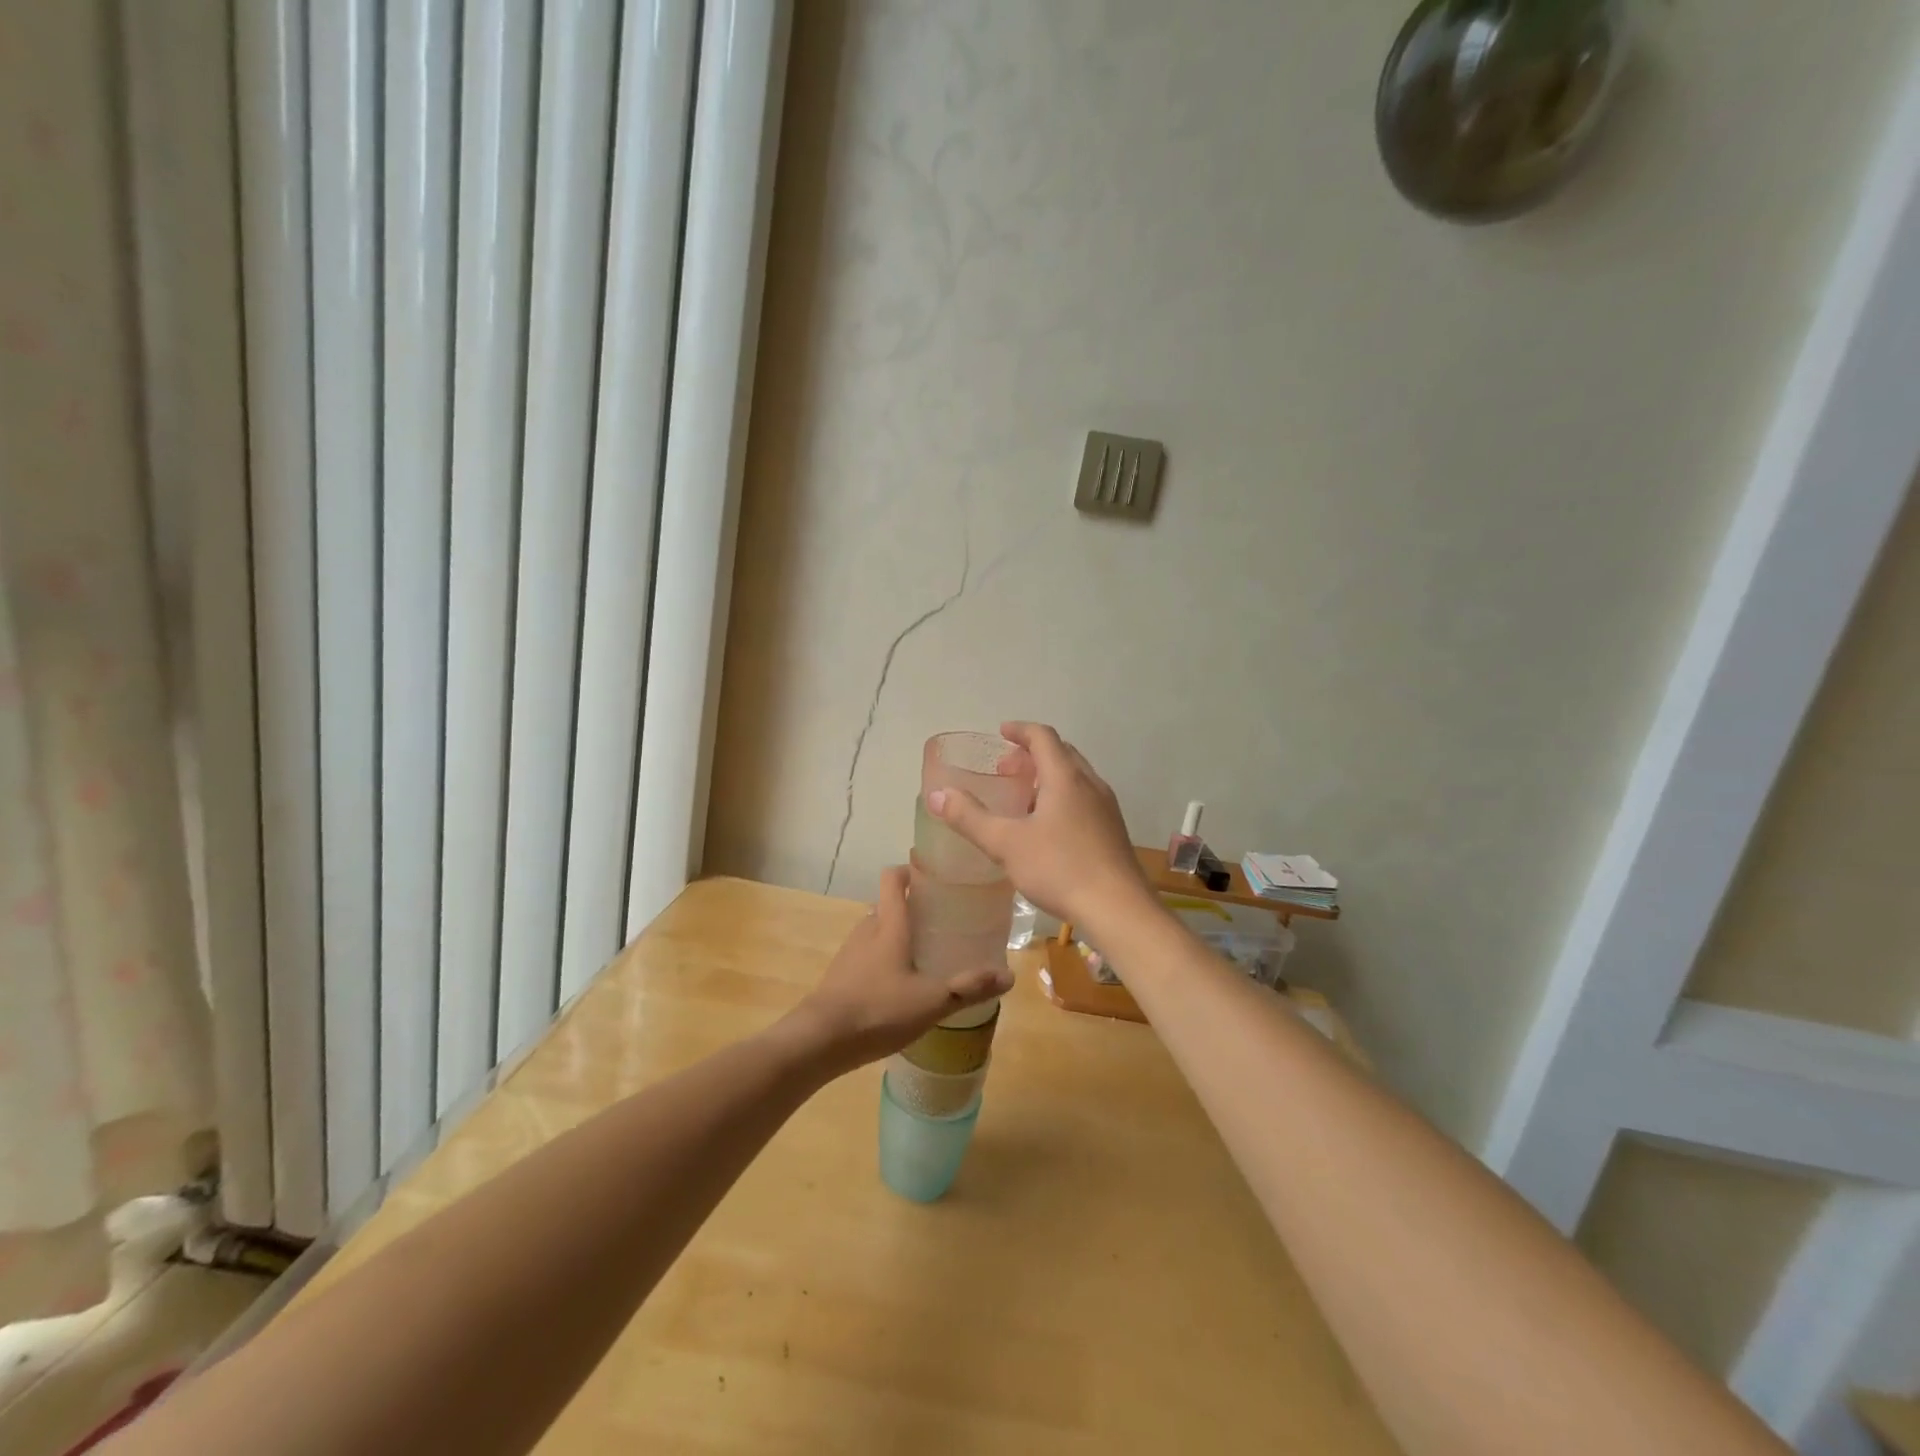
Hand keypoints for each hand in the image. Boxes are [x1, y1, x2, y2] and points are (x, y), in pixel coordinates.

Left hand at [786, 865, 1011, 1074]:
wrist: (819, 1040)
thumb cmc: (877, 1010)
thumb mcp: (931, 1001)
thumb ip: (969, 988)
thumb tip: (1009, 975)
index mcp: (889, 924)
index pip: (893, 878)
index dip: (912, 870)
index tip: (936, 878)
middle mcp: (867, 929)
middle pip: (889, 904)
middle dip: (914, 907)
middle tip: (944, 921)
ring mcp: (850, 952)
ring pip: (878, 930)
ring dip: (899, 934)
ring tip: (927, 953)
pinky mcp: (841, 974)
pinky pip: (868, 954)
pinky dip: (885, 958)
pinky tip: (902, 984)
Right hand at [927, 721, 1150, 930]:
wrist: (1118, 909)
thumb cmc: (1060, 869)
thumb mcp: (1006, 844)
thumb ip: (970, 818)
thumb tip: (937, 795)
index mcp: (1066, 778)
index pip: (1043, 737)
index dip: (1020, 730)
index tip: (1001, 733)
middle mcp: (1091, 784)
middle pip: (1062, 754)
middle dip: (1033, 754)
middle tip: (1007, 769)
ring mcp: (1106, 808)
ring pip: (1076, 778)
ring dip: (1049, 777)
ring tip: (1024, 799)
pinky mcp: (1113, 831)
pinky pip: (1085, 799)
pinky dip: (1062, 797)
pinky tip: (1048, 829)